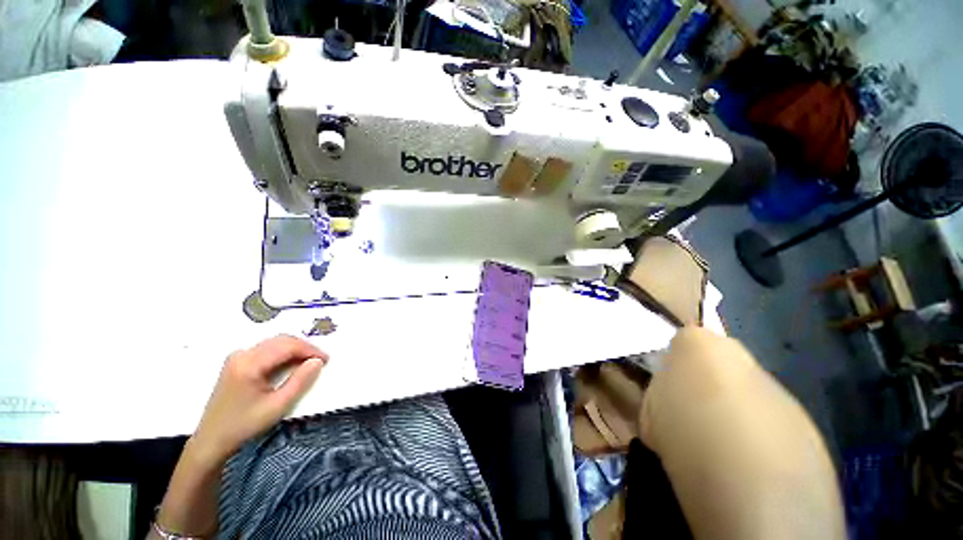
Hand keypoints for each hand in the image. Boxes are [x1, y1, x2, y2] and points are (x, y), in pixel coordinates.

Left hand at [191, 334, 327, 463]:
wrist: (212, 439)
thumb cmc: (245, 425)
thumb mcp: (277, 406)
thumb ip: (300, 381)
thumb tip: (317, 361)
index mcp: (249, 364)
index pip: (287, 346)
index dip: (310, 350)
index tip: (325, 360)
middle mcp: (242, 354)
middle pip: (281, 340)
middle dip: (304, 348)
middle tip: (319, 361)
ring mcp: (237, 356)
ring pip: (275, 342)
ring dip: (295, 349)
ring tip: (308, 363)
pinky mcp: (237, 361)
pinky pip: (267, 348)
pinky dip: (284, 353)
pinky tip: (291, 365)